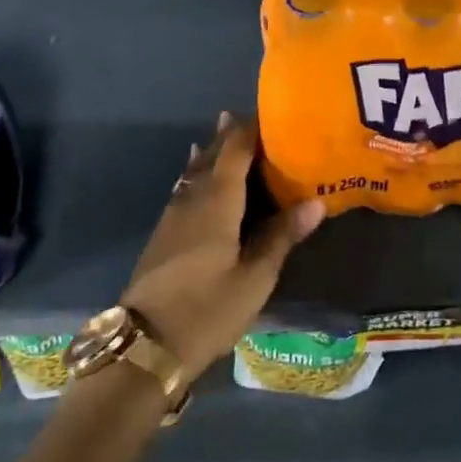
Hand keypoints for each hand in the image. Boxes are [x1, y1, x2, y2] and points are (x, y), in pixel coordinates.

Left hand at [120, 112, 324, 384]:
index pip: (234, 151)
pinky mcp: (163, 237)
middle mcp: (191, 200)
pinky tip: (196, 183)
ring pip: (193, 174)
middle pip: (211, 158)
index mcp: (216, 202)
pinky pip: (184, 190)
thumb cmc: (207, 309)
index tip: (270, 115)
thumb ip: (281, 236)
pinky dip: (196, 176)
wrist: (144, 346)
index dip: (250, 130)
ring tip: (221, 138)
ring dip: (210, 155)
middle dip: (227, 137)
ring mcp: (172, 218)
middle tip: (246, 118)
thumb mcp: (254, 277)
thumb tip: (316, 202)